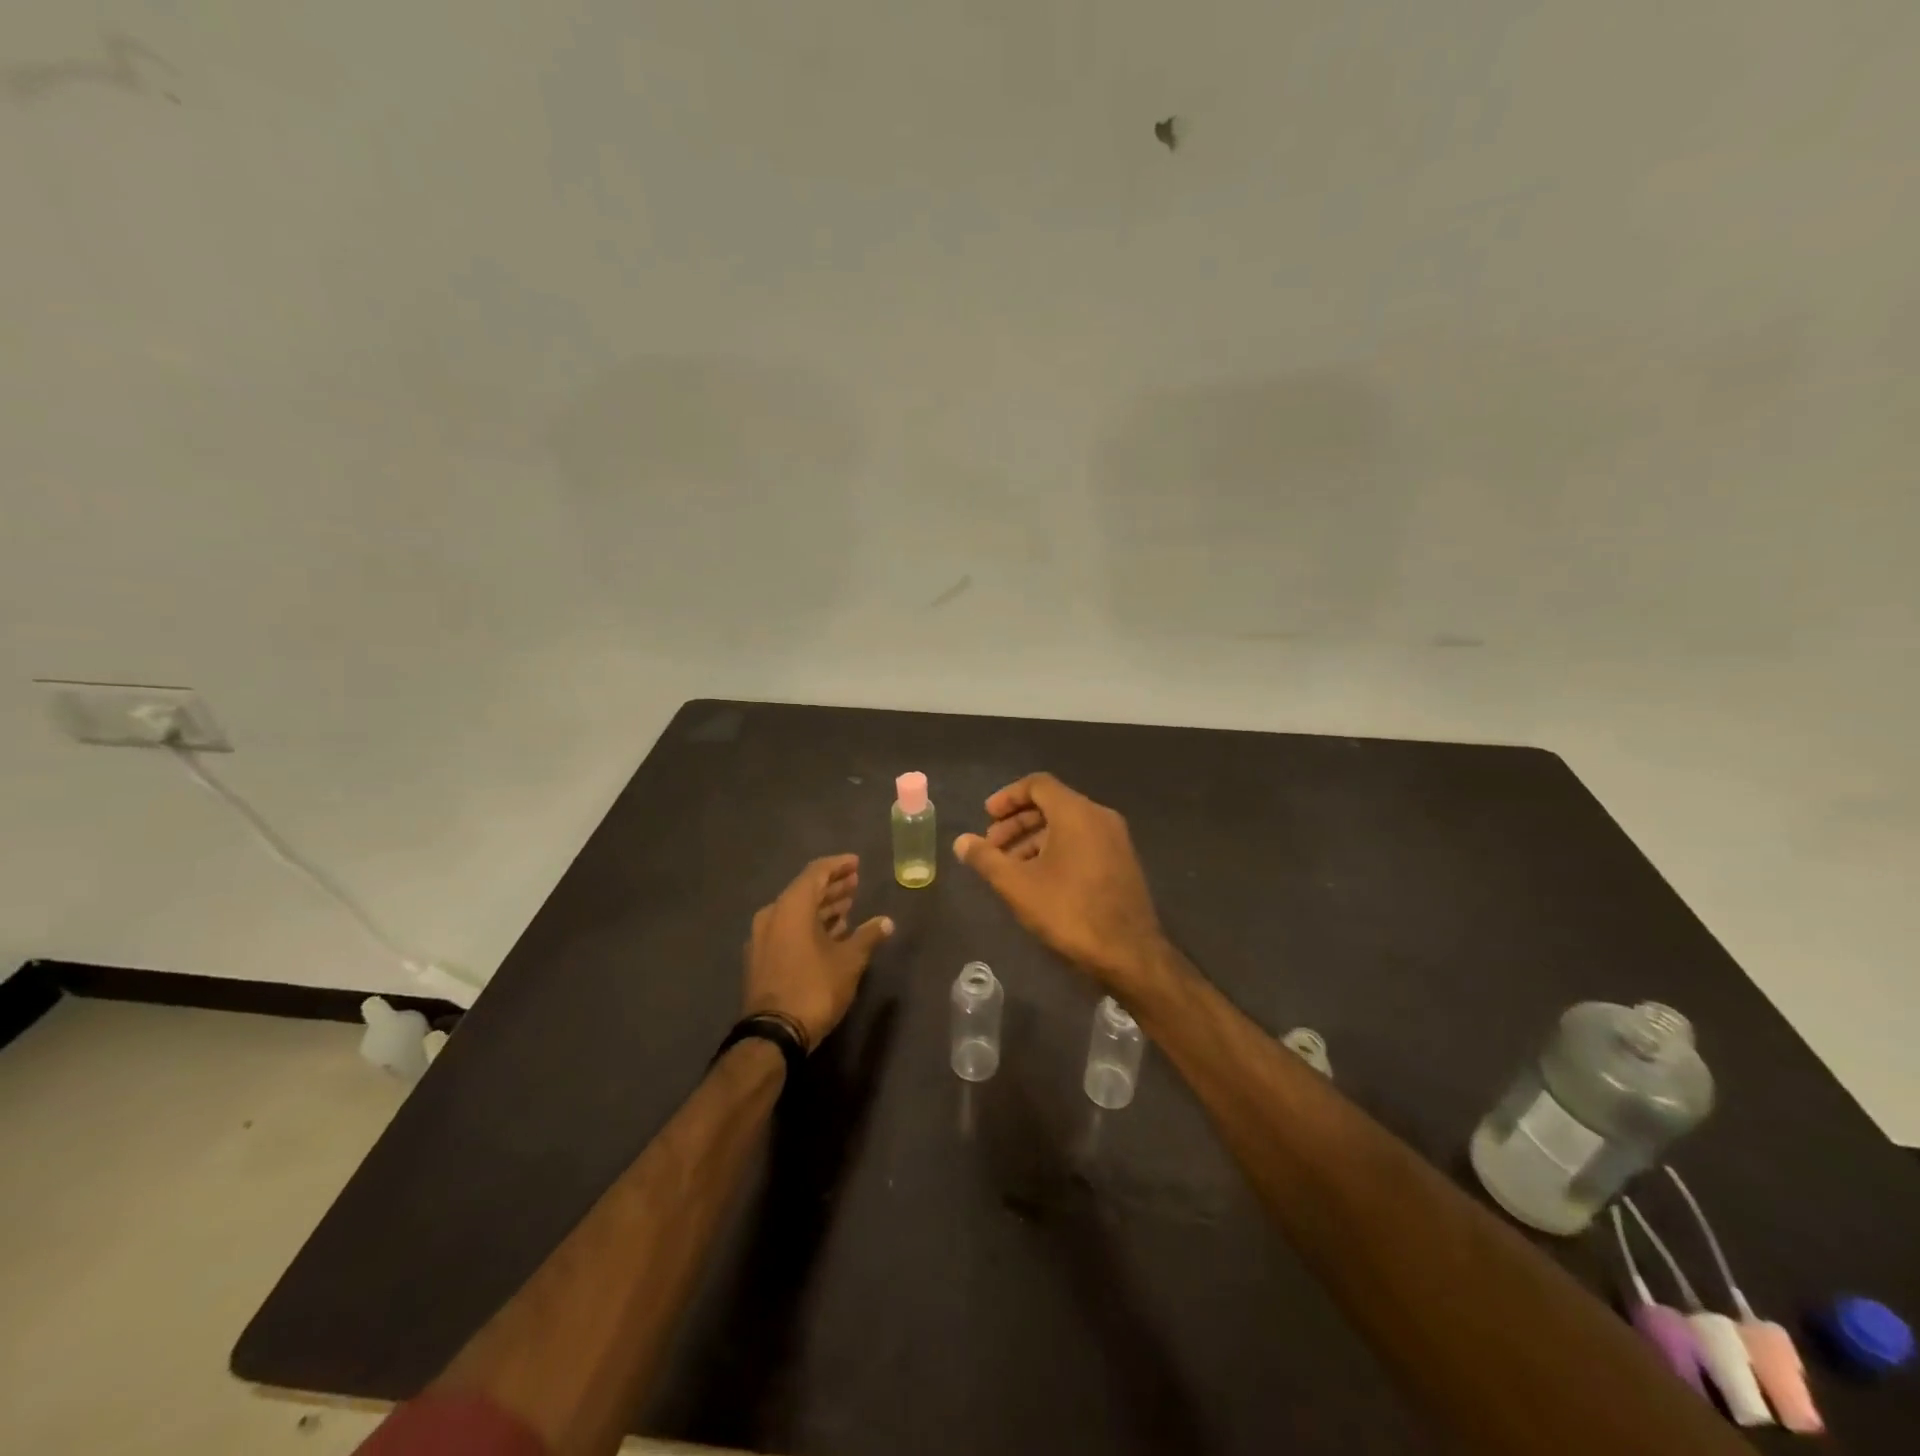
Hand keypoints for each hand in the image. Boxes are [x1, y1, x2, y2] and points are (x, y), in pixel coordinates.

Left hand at [742, 855, 893, 1048]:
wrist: (773, 1035)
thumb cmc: (814, 988)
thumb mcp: (849, 961)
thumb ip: (868, 936)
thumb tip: (887, 922)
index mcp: (791, 907)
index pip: (816, 873)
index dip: (838, 866)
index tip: (856, 863)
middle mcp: (772, 915)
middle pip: (805, 891)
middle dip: (832, 886)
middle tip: (856, 883)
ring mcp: (763, 938)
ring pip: (796, 912)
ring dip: (822, 907)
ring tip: (848, 906)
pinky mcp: (762, 959)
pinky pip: (789, 930)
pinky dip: (809, 926)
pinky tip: (831, 933)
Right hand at [954, 773, 1166, 988]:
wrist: (1129, 953)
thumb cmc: (1069, 911)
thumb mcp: (1017, 885)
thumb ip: (986, 859)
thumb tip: (961, 841)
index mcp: (1077, 812)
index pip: (1037, 784)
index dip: (1007, 797)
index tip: (985, 817)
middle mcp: (1099, 817)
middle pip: (1051, 804)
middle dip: (1016, 822)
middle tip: (991, 846)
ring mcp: (1115, 839)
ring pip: (1067, 825)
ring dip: (1033, 838)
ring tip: (1009, 867)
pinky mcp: (1121, 862)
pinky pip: (1082, 841)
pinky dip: (1056, 849)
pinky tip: (1038, 879)